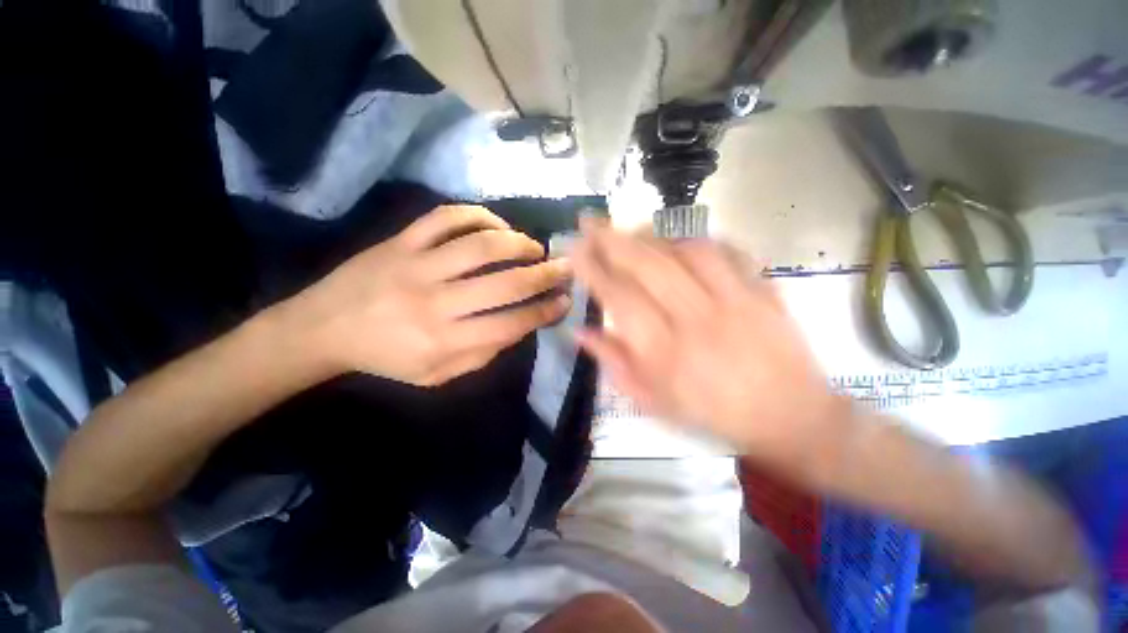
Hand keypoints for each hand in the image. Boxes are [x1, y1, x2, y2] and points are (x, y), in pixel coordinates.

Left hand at [288, 205, 571, 385]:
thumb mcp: (436, 375)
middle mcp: (434, 302)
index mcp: (443, 341)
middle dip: (545, 275)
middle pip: (505, 284)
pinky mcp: (400, 241)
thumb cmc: (385, 358)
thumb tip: (518, 326)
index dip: (544, 312)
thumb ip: (481, 354)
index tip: (565, 302)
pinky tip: (496, 226)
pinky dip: (479, 216)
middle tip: (565, 268)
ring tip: (535, 247)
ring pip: (480, 245)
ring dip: (518, 243)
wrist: (322, 328)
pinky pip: (445, 218)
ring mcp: (416, 265)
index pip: (511, 324)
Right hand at [572, 219, 846, 461]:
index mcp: (666, 352)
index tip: (574, 248)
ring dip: (652, 235)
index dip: (592, 269)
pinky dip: (697, 239)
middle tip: (590, 220)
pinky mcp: (762, 290)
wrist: (790, 416)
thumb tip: (579, 333)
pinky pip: (727, 251)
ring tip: (630, 229)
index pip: (619, 298)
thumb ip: (615, 363)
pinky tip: (680, 240)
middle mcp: (696, 319)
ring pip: (685, 251)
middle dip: (612, 238)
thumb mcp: (653, 401)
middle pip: (648, 265)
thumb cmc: (712, 414)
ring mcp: (734, 300)